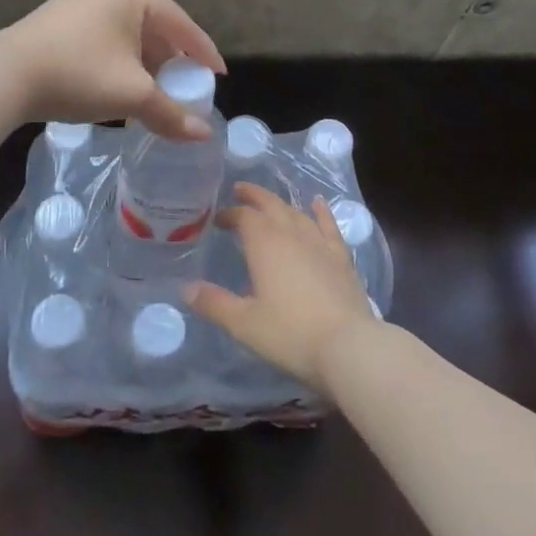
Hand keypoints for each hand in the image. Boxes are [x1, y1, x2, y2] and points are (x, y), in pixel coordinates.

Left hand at [0, 0, 225, 140]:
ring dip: (145, 61)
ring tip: (156, 90)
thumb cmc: (79, 74)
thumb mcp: (132, 95)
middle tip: (185, 87)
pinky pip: (107, 32)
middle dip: (171, 59)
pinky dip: (121, 56)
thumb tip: (203, 135)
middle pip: (155, 25)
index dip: (203, 53)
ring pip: (129, 30)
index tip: (218, 76)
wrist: (5, 76)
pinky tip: (123, 81)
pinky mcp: (62, 11)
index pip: (181, 24)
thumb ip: (171, 113)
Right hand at [187, 183, 380, 393]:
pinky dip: (321, 212)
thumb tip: (187, 289)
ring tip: (271, 202)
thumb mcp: (244, 323)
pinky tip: (318, 204)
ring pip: (297, 213)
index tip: (218, 219)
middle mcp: (292, 235)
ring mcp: (320, 244)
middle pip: (271, 205)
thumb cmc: (290, 333)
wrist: (348, 345)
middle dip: (254, 196)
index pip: (244, 217)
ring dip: (281, 203)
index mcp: (265, 245)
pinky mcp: (341, 258)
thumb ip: (215, 303)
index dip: (230, 214)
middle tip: (240, 190)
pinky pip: (329, 226)